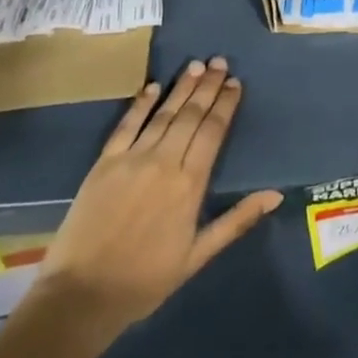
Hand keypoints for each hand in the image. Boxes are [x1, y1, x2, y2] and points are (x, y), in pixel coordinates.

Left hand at [27, 57, 281, 351]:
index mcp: (189, 184)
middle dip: (207, 87)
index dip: (225, 105)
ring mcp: (131, 160)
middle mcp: (164, 162)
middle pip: (190, 116)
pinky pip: (126, 126)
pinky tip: (153, 86)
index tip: (235, 83)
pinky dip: (140, 104)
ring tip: (196, 65)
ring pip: (163, 114)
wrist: (81, 296)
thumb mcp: (198, 255)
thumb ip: (236, 220)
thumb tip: (275, 195)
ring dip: (181, 88)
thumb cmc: (145, 280)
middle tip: (220, 62)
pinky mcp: (103, 164)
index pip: (212, 132)